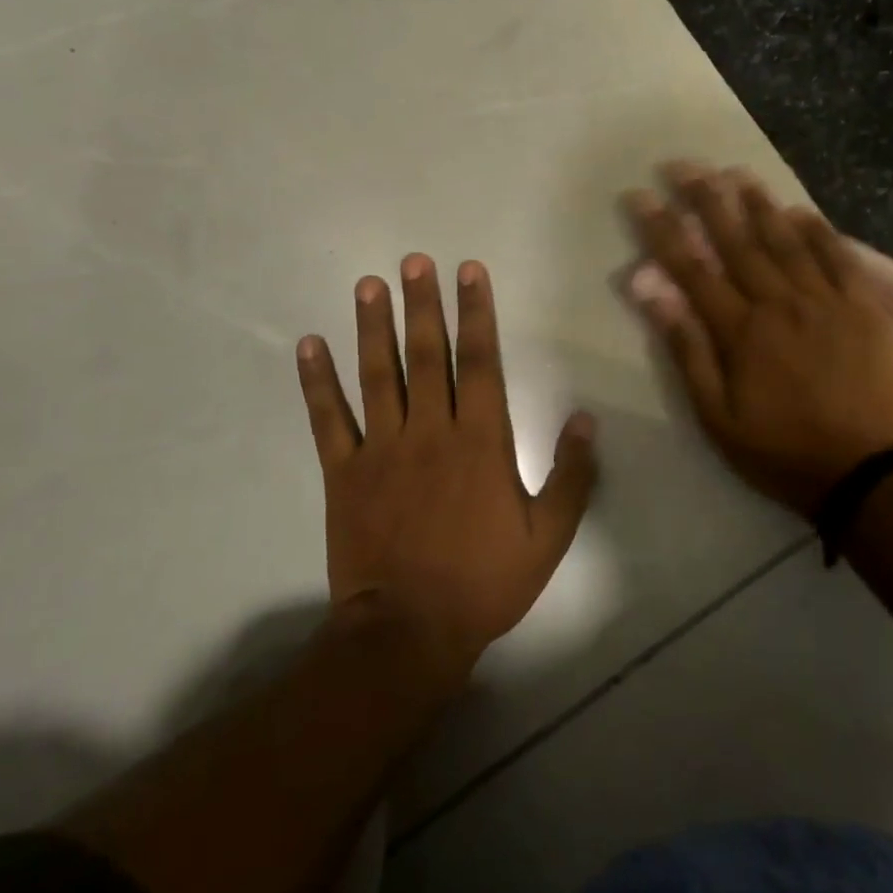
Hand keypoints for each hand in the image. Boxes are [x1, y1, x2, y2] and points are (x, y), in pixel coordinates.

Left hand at [295, 256, 597, 675]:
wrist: (409, 632)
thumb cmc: (485, 582)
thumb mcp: (549, 536)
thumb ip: (571, 475)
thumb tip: (584, 419)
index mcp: (481, 441)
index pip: (480, 362)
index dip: (477, 313)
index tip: (470, 272)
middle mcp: (430, 431)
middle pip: (427, 355)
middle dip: (423, 304)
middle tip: (414, 261)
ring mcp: (382, 449)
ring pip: (377, 375)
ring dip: (373, 327)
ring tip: (368, 285)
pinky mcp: (344, 473)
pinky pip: (329, 419)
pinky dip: (317, 381)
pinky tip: (308, 344)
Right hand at [625, 164, 892, 515]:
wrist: (866, 472)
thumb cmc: (781, 450)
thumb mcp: (717, 416)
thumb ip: (687, 351)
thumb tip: (653, 294)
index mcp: (741, 330)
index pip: (692, 268)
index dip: (663, 229)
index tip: (640, 196)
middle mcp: (780, 302)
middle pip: (737, 241)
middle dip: (706, 199)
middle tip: (684, 165)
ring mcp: (826, 301)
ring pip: (786, 240)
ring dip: (758, 204)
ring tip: (736, 173)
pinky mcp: (864, 308)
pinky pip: (838, 258)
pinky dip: (818, 231)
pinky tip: (801, 211)